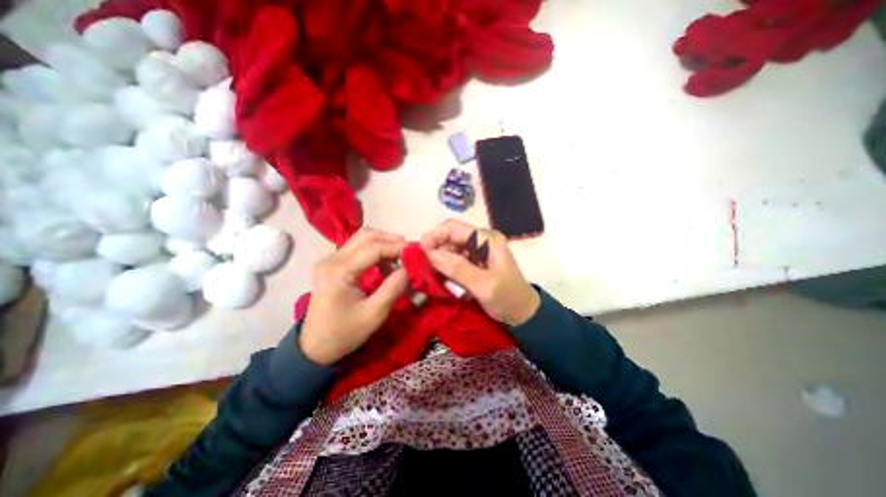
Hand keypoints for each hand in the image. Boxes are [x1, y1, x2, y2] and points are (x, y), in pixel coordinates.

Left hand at [296, 228, 407, 363]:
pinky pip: (357, 248)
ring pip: (362, 239)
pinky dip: (375, 251)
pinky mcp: (333, 264)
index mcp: (338, 271)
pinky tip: (385, 265)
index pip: (373, 248)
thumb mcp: (375, 313)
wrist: (316, 347)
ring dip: (383, 244)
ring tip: (399, 259)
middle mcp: (331, 259)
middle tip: (409, 253)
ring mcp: (330, 260)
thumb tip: (411, 266)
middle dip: (391, 241)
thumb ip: (394, 287)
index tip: (417, 252)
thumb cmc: (345, 333)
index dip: (397, 247)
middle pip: (366, 236)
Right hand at [421, 219, 538, 325]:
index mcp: (487, 239)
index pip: (454, 227)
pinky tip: (442, 279)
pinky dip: (445, 268)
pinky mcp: (474, 262)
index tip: (421, 253)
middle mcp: (480, 240)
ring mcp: (477, 251)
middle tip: (424, 268)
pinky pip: (453, 260)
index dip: (434, 236)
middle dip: (435, 250)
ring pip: (449, 249)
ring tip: (432, 275)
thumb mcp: (484, 285)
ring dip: (439, 260)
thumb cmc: (508, 298)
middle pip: (449, 237)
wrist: (522, 312)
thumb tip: (430, 253)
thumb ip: (458, 269)